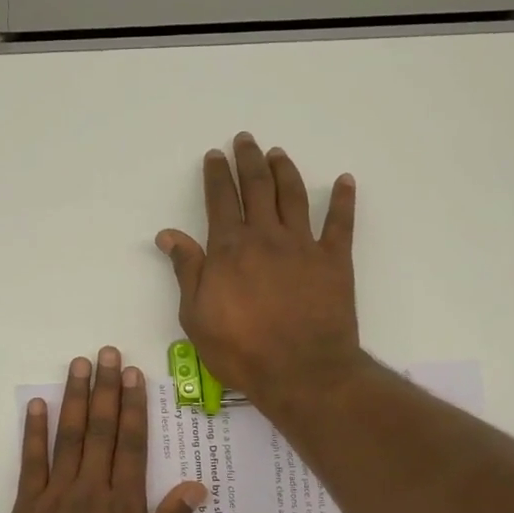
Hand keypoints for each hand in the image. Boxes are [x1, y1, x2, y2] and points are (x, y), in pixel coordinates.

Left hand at [0, 348, 206, 512]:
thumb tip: (195, 486)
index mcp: (124, 508)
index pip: (131, 445)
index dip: (133, 407)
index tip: (133, 375)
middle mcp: (91, 492)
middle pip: (100, 430)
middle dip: (105, 389)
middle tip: (107, 354)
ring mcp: (55, 497)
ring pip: (68, 437)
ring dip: (74, 398)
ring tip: (78, 365)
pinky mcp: (27, 509)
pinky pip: (31, 463)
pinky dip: (34, 432)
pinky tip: (38, 406)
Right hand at [156, 132, 363, 407]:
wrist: (301, 372)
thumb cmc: (241, 350)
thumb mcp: (196, 316)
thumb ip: (187, 270)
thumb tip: (169, 234)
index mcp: (230, 249)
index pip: (221, 200)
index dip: (217, 175)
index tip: (215, 156)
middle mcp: (266, 237)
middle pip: (258, 187)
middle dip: (249, 160)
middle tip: (246, 140)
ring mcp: (303, 245)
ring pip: (294, 195)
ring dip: (285, 170)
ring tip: (278, 153)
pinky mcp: (335, 260)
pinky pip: (340, 223)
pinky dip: (343, 200)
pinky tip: (345, 181)